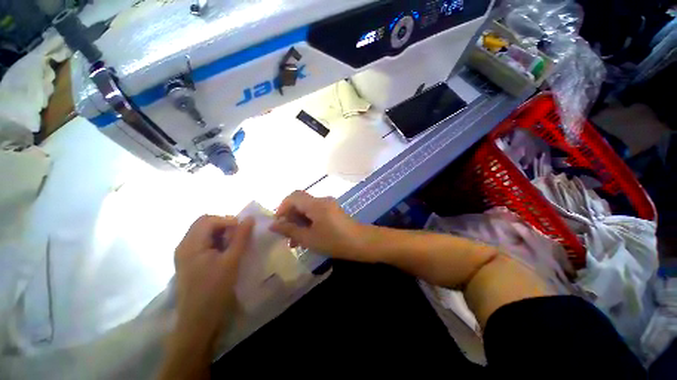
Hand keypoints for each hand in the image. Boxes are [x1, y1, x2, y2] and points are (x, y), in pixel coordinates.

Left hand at [173, 215, 253, 347]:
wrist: (198, 321)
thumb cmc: (215, 290)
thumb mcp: (232, 261)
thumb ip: (241, 237)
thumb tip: (250, 218)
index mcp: (191, 244)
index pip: (209, 220)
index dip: (228, 221)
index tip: (242, 231)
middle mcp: (184, 245)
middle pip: (204, 223)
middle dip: (224, 226)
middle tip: (238, 237)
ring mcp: (185, 254)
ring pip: (204, 232)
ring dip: (221, 234)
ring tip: (234, 246)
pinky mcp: (189, 262)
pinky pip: (203, 243)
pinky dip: (216, 242)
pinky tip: (225, 253)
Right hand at [270, 191, 365, 259]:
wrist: (361, 243)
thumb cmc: (334, 241)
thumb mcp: (309, 238)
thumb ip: (290, 230)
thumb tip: (274, 225)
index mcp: (315, 204)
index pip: (293, 196)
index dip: (282, 207)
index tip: (278, 223)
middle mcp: (321, 200)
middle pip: (300, 202)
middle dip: (290, 217)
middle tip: (286, 235)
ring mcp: (328, 205)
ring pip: (307, 209)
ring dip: (299, 222)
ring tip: (294, 241)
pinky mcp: (333, 211)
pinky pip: (315, 213)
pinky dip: (308, 222)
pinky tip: (306, 237)